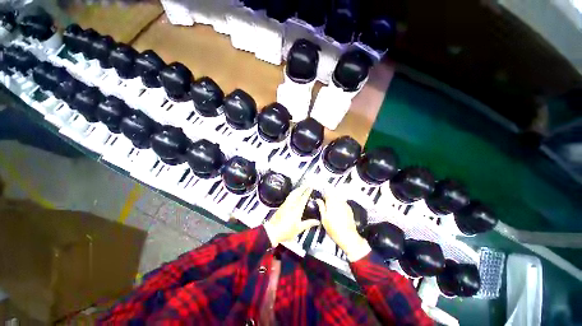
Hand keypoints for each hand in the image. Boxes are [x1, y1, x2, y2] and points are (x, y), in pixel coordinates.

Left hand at [263, 185, 320, 247]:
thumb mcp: (299, 228)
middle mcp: (291, 204)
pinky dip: (293, 193)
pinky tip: (293, 194)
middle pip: (297, 193)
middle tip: (307, 184)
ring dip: (297, 189)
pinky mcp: (282, 206)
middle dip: (302, 188)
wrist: (272, 231)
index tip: (311, 187)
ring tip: (301, 187)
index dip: (308, 191)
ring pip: (292, 194)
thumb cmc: (286, 231)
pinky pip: (289, 197)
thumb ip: (309, 223)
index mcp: (297, 209)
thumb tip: (317, 222)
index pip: (303, 197)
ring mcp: (285, 204)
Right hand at [317, 193, 370, 261]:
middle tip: (325, 203)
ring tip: (331, 207)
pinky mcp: (349, 209)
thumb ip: (321, 207)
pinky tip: (337, 210)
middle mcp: (339, 202)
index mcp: (332, 203)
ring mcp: (345, 205)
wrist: (348, 236)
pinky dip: (339, 203)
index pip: (327, 194)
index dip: (323, 195)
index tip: (321, 198)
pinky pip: (343, 202)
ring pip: (338, 197)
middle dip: (329, 197)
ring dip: (334, 199)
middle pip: (333, 194)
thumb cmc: (334, 229)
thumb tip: (318, 200)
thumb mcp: (324, 218)